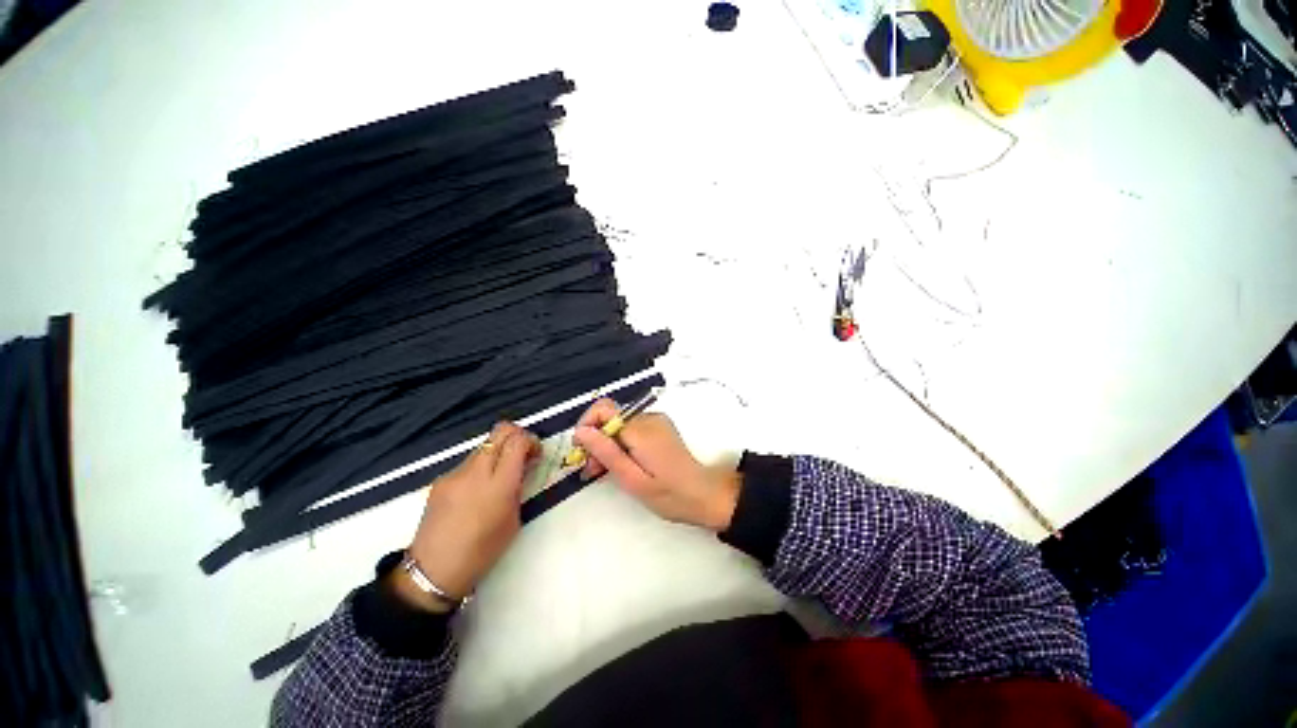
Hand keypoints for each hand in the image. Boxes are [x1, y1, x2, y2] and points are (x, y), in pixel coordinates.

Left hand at [394, 421, 538, 611]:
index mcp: (499, 485)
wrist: (433, 572)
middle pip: (500, 431)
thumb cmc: (482, 552)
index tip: (535, 453)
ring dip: (498, 452)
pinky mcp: (440, 480)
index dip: (531, 440)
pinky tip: (476, 492)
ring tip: (499, 477)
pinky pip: (467, 463)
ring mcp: (454, 474)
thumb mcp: (513, 520)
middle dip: (517, 435)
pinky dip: (480, 468)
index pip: (517, 441)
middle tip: (522, 454)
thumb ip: (519, 487)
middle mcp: (476, 472)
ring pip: (484, 446)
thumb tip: (523, 467)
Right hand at [573, 399, 739, 530]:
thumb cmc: (669, 494)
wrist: (704, 494)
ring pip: (618, 424)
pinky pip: (630, 428)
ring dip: (606, 444)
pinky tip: (620, 464)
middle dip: (595, 440)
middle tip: (591, 470)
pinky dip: (619, 443)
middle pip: (609, 417)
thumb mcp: (632, 479)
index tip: (582, 452)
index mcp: (641, 429)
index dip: (586, 426)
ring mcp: (655, 421)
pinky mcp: (658, 427)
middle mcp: (648, 418)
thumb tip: (581, 432)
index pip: (603, 410)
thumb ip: (607, 452)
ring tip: (602, 472)